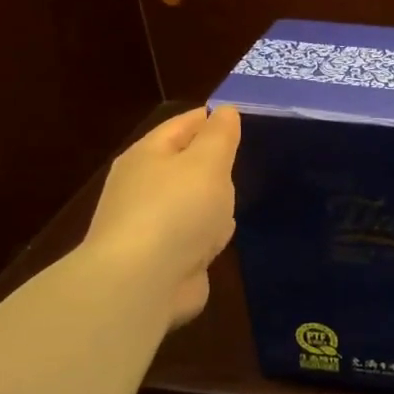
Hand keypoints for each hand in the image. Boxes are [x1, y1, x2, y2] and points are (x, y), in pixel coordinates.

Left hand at [80, 106, 241, 327]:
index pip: (183, 124)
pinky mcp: (163, 257)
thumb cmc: (177, 211)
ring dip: (214, 204)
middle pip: (188, 165)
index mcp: (148, 155)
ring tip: (240, 203)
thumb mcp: (207, 163)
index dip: (212, 119)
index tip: (246, 119)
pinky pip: (194, 236)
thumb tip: (224, 111)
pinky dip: (208, 236)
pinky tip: (222, 240)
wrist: (142, 282)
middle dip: (217, 165)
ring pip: (193, 202)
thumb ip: (220, 135)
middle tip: (251, 161)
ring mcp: (152, 224)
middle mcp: (144, 186)